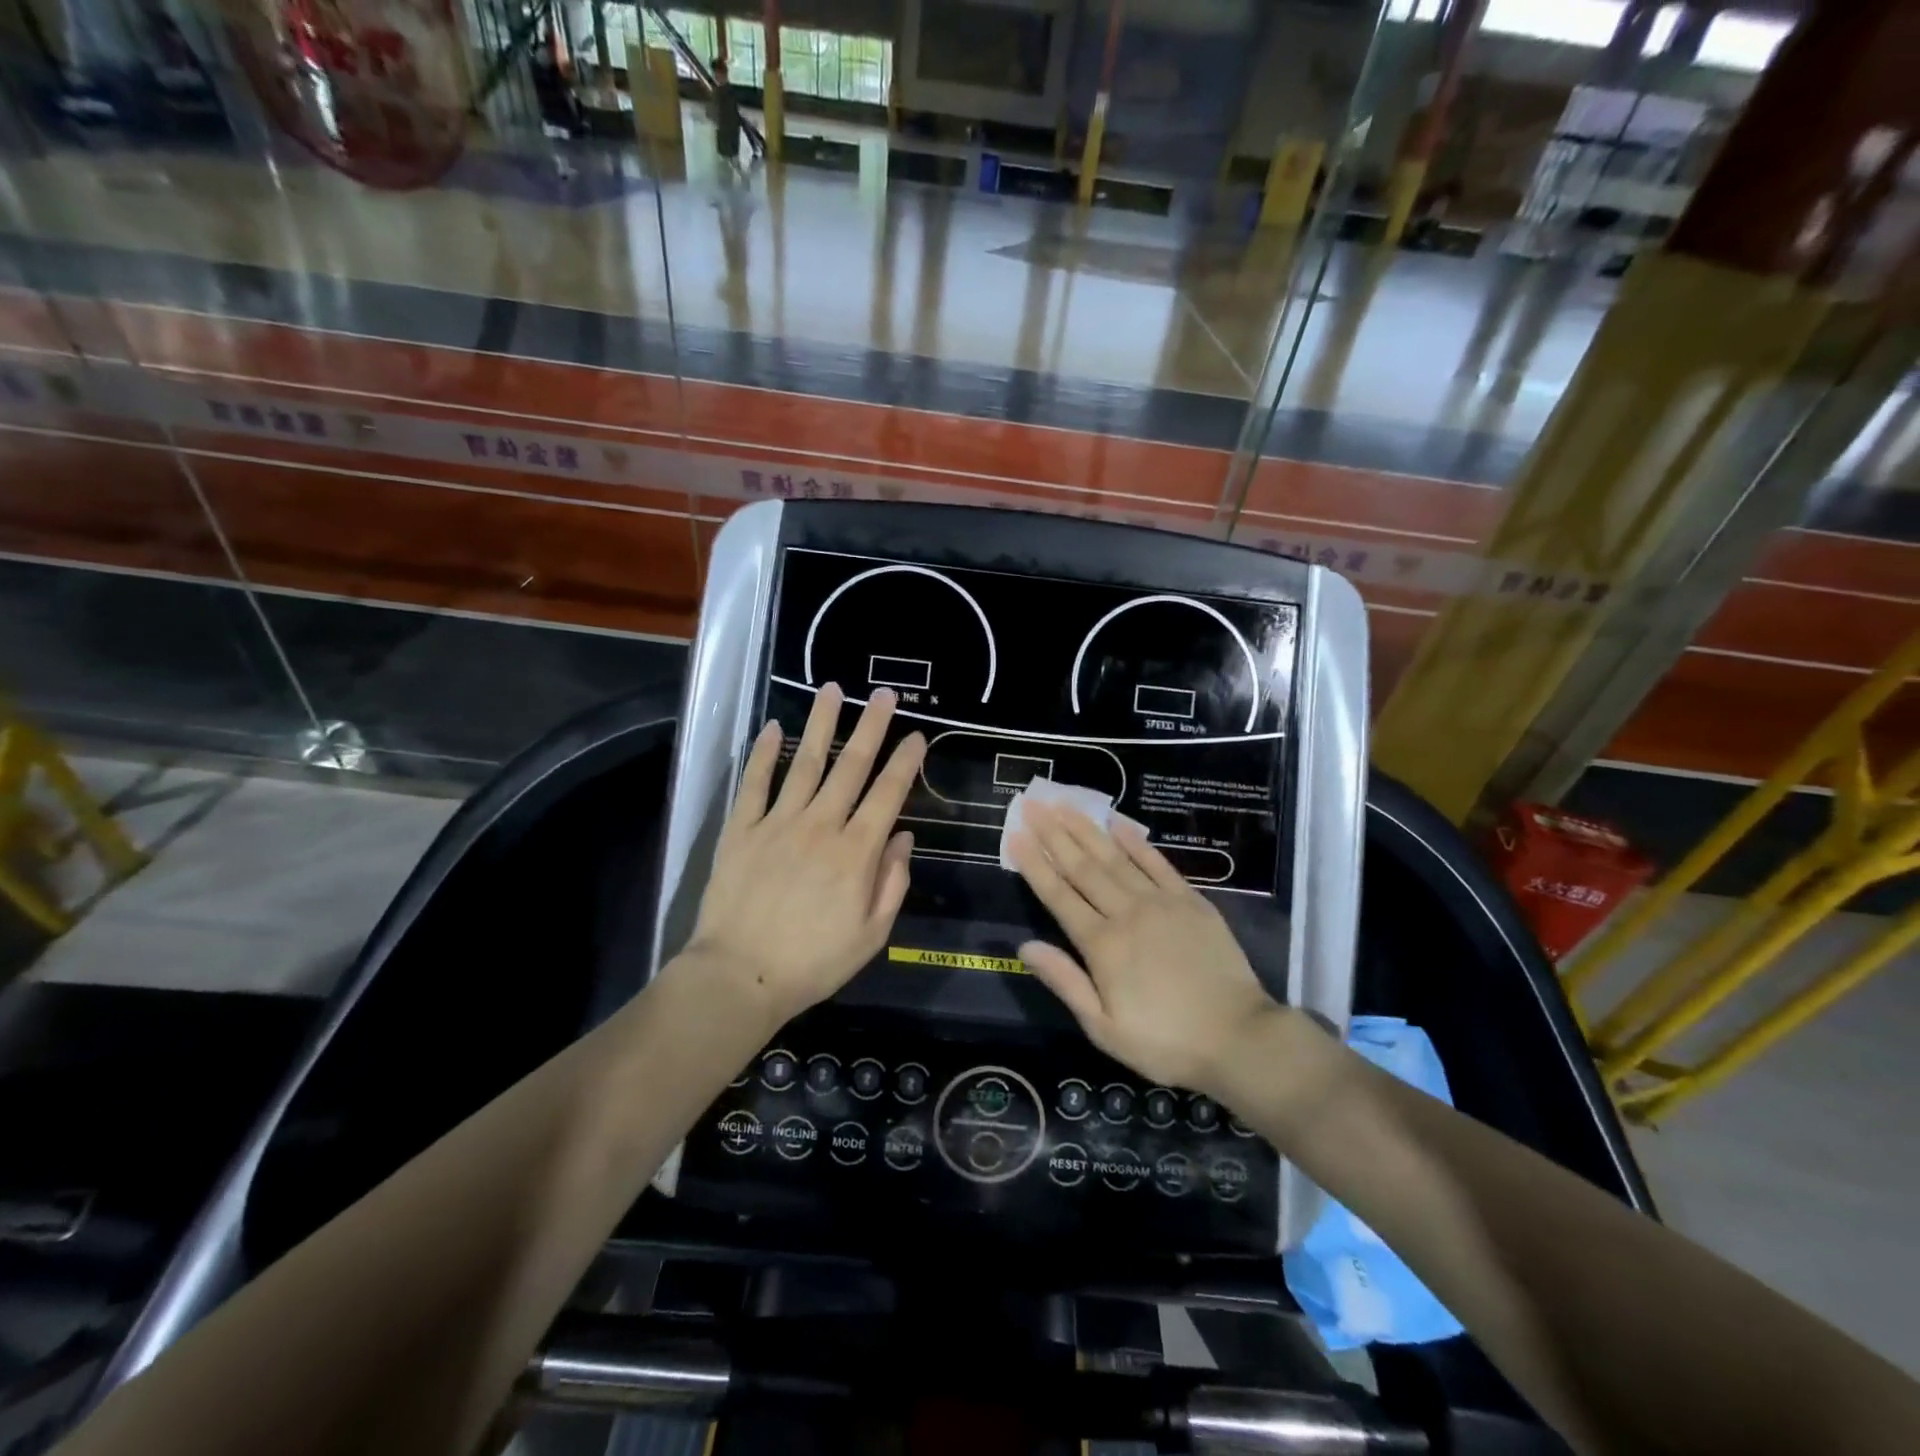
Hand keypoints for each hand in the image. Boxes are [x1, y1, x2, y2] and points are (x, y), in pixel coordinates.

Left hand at [686, 684, 925, 1027]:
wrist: (740, 977)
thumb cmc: (814, 962)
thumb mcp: (872, 934)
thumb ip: (892, 882)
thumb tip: (902, 837)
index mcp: (856, 852)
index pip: (888, 794)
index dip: (905, 762)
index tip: (917, 736)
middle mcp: (821, 825)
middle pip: (852, 766)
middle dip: (872, 726)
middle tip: (884, 694)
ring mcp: (778, 822)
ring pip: (805, 762)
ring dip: (821, 723)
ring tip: (833, 690)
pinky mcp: (742, 829)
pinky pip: (754, 783)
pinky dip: (762, 753)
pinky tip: (771, 727)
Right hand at [1009, 803, 1285, 1097]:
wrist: (1239, 1038)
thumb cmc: (1165, 1042)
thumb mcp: (1104, 1028)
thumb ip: (1065, 981)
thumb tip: (1025, 946)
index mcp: (1102, 945)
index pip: (1058, 895)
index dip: (1034, 864)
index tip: (1014, 835)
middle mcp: (1126, 913)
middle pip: (1082, 867)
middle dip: (1054, 834)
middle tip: (1032, 804)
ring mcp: (1161, 902)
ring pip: (1115, 857)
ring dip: (1086, 829)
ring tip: (1064, 804)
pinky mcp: (1190, 901)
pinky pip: (1157, 863)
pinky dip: (1136, 841)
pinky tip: (1118, 823)